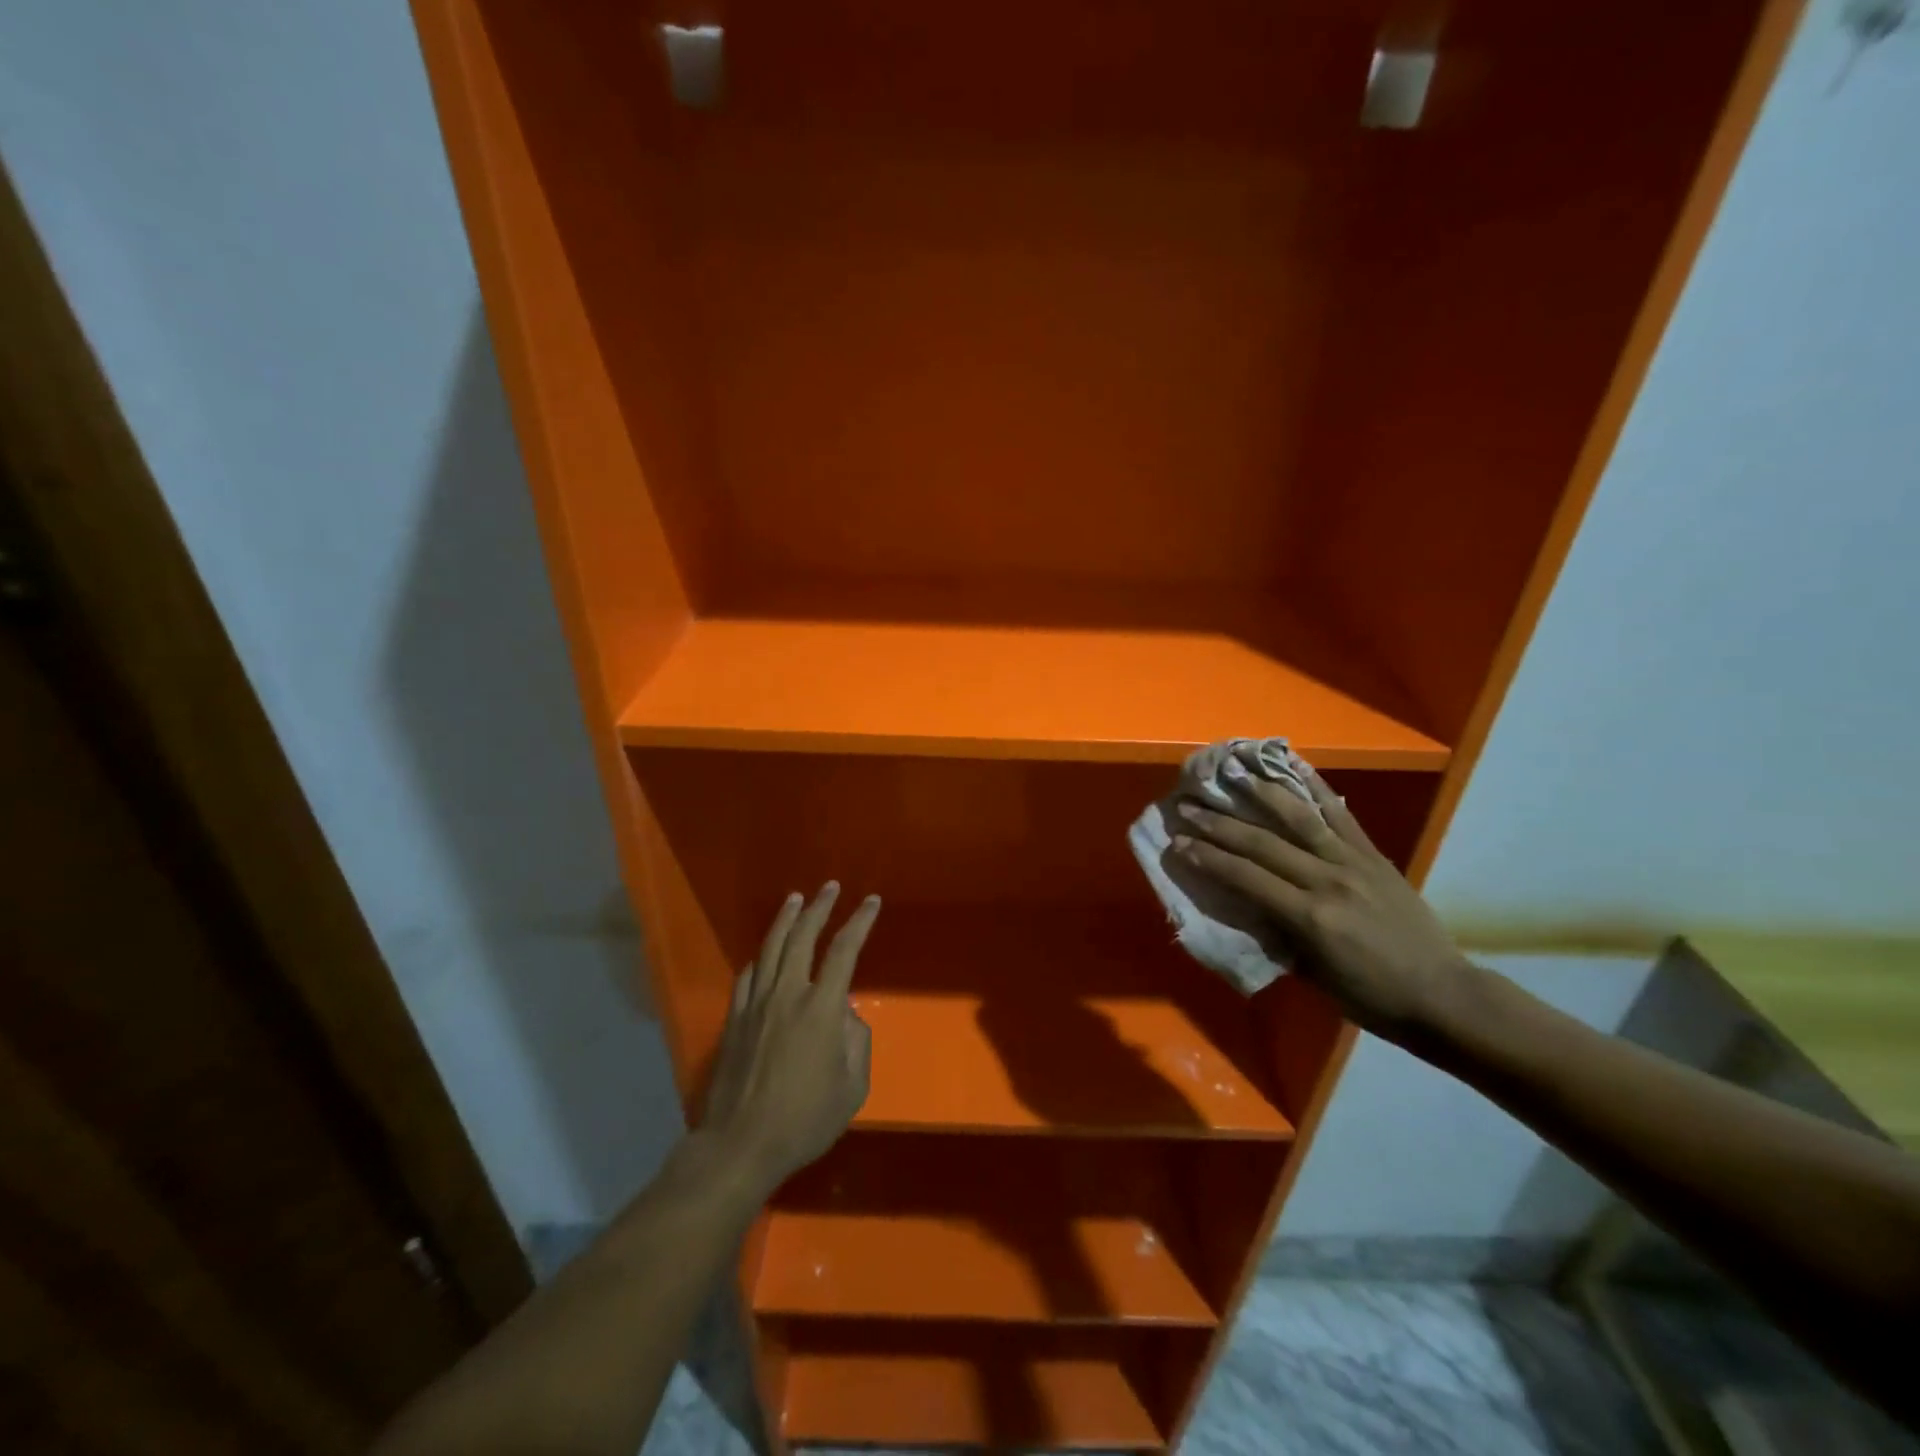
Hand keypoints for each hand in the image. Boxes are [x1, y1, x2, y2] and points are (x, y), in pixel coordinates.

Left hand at [700, 883, 879, 1198]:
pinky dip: (761, 955)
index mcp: (822, 1008)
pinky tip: (764, 950)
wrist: (740, 1145)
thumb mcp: (852, 1088)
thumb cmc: (805, 1120)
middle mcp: (788, 994)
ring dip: (786, 919)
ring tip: (796, 898)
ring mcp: (756, 1004)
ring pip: (771, 947)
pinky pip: (748, 974)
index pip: (844, 951)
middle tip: (830, 887)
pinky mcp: (735, 1018)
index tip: (871, 902)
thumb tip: (846, 1016)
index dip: (860, 922)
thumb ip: (857, 1043)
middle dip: (820, 907)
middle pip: (803, 937)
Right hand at [1170, 769, 1468, 1038]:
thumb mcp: (1313, 975)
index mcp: (1310, 917)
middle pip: (1262, 843)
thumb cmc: (1371, 997)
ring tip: (1233, 773)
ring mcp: (1354, 862)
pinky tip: (1295, 764)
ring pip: (1299, 818)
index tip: (1177, 843)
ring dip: (1260, 793)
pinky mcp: (1373, 854)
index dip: (1207, 858)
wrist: (1443, 995)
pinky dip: (1316, 788)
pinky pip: (1340, 815)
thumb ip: (1278, 934)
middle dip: (1218, 825)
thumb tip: (1248, 904)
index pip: (1245, 877)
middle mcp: (1328, 880)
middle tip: (1187, 807)